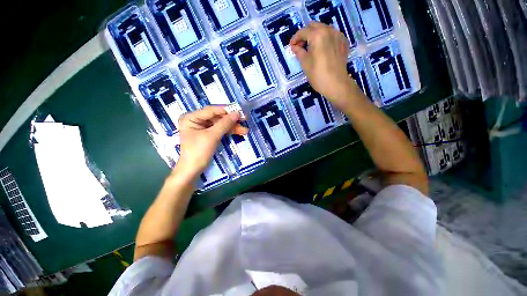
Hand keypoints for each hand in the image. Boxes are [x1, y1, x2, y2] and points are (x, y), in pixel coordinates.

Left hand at [176, 106, 247, 177]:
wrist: (193, 170)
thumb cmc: (198, 152)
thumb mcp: (212, 136)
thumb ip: (224, 123)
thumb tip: (237, 113)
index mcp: (191, 117)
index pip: (211, 110)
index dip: (226, 110)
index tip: (240, 110)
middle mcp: (196, 120)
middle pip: (217, 117)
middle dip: (231, 120)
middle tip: (245, 119)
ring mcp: (202, 128)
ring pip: (220, 124)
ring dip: (232, 127)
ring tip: (245, 130)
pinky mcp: (208, 135)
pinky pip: (220, 130)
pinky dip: (228, 131)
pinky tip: (239, 132)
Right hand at [290, 22, 356, 108]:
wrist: (336, 84)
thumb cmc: (318, 75)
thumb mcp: (305, 64)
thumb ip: (299, 52)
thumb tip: (294, 47)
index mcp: (317, 35)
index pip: (303, 32)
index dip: (295, 38)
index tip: (292, 47)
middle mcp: (329, 30)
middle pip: (313, 26)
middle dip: (305, 35)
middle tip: (301, 47)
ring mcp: (338, 35)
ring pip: (323, 29)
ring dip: (315, 35)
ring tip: (311, 48)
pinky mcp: (343, 42)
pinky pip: (332, 34)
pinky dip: (325, 38)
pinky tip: (322, 49)